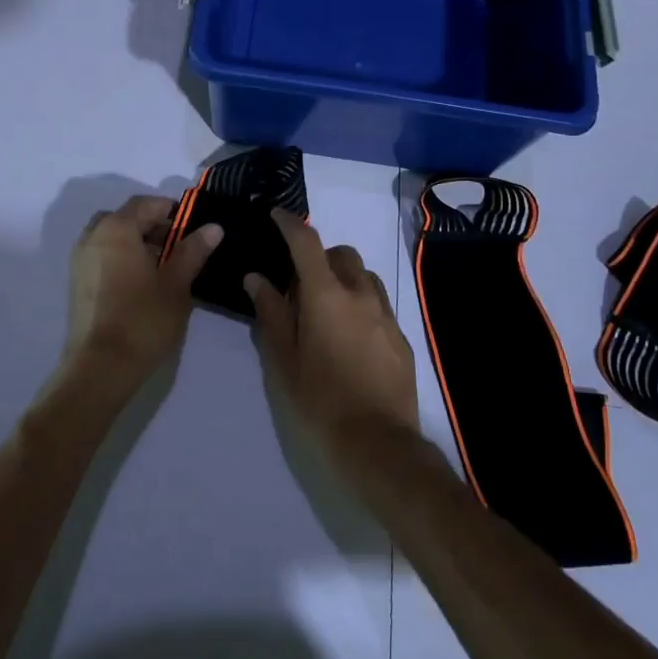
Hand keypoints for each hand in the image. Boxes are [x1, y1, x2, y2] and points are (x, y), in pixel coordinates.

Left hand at [65, 195, 222, 389]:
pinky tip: (142, 285)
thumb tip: (213, 227)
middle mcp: (93, 237)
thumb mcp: (176, 284)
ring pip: (111, 237)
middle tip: (178, 247)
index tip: (192, 229)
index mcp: (116, 229)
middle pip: (125, 218)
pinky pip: (102, 256)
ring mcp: (80, 261)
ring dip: (136, 243)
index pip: (145, 204)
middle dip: (151, 226)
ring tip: (163, 269)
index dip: (171, 211)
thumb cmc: (143, 320)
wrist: (100, 368)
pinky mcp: (77, 284)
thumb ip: (193, 250)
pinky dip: (121, 259)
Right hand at [245, 210, 419, 458]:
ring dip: (344, 279)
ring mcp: (385, 314)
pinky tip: (350, 338)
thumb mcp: (283, 359)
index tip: (277, 216)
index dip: (290, 223)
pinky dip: (361, 304)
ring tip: (326, 310)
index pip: (306, 243)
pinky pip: (378, 304)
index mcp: (326, 296)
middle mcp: (359, 294)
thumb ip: (270, 313)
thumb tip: (256, 278)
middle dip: (320, 257)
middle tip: (299, 285)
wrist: (378, 442)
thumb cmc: (320, 400)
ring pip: (364, 277)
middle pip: (342, 254)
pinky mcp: (401, 336)